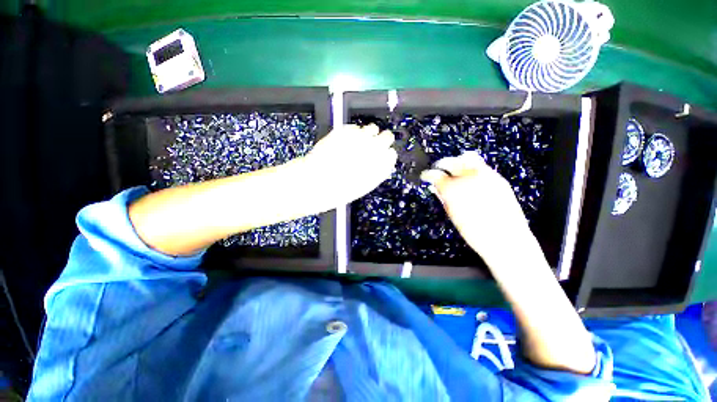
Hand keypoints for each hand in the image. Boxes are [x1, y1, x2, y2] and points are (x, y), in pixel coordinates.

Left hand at [302, 124, 396, 205]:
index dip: (385, 154)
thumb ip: (374, 172)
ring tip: (358, 141)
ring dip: (368, 134)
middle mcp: (375, 149)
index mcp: (382, 166)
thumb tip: (377, 163)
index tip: (381, 154)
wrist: (319, 181)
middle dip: (381, 140)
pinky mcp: (346, 130)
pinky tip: (344, 141)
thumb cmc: (341, 189)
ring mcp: (361, 138)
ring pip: (372, 128)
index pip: (391, 154)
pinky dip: (352, 133)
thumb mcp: (363, 185)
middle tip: (372, 144)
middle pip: (387, 136)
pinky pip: (354, 127)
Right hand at [421, 151, 531, 261]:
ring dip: (457, 162)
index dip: (427, 175)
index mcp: (453, 190)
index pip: (435, 175)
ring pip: (467, 157)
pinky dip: (472, 166)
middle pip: (450, 161)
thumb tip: (435, 187)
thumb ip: (443, 197)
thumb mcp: (453, 215)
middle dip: (441, 164)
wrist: (505, 239)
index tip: (425, 176)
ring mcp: (485, 176)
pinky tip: (470, 176)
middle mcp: (468, 178)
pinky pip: (482, 165)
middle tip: (438, 170)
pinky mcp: (498, 178)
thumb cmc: (474, 232)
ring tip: (455, 169)